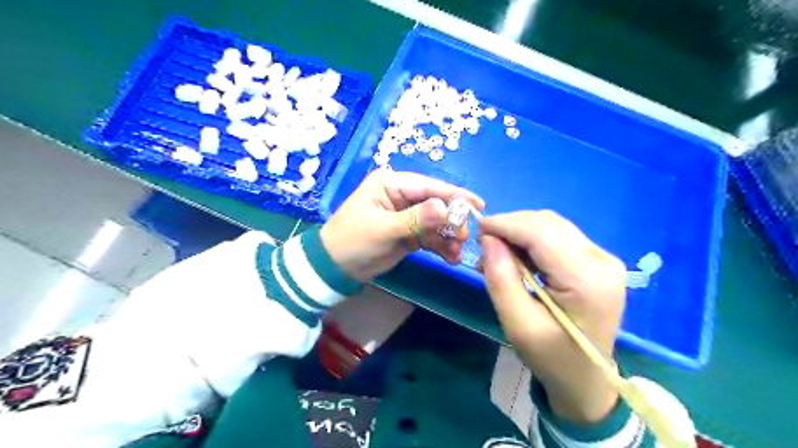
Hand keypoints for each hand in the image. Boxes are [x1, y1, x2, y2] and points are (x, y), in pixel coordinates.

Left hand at [321, 170, 482, 281]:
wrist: (334, 268)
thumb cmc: (352, 241)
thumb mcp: (383, 229)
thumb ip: (414, 218)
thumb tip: (445, 207)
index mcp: (391, 184)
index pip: (429, 186)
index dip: (455, 195)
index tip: (479, 205)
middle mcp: (401, 196)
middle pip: (436, 204)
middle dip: (452, 221)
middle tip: (464, 238)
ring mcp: (406, 215)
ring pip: (436, 222)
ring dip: (448, 237)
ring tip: (457, 253)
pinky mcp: (408, 233)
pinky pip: (430, 236)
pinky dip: (441, 246)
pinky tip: (450, 257)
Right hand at [475, 212, 625, 424]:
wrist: (587, 379)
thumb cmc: (551, 357)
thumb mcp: (518, 325)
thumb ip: (501, 280)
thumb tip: (489, 239)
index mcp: (586, 281)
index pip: (541, 234)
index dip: (505, 224)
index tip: (477, 228)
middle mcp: (602, 261)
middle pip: (548, 223)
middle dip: (511, 226)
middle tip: (484, 243)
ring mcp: (604, 258)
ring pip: (553, 225)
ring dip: (521, 230)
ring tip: (499, 251)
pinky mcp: (598, 260)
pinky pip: (559, 235)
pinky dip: (533, 238)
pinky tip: (519, 255)